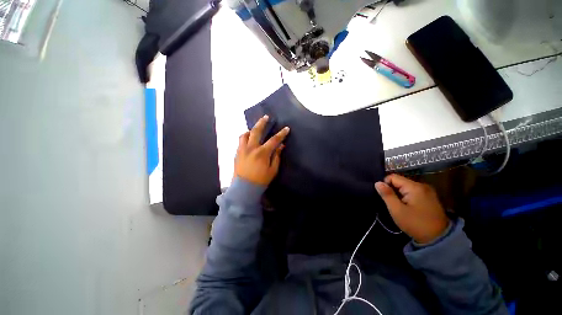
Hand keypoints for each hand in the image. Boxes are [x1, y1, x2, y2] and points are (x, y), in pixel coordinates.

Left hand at [234, 115, 289, 185]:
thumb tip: (281, 146)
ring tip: (255, 129)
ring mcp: (242, 150)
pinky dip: (245, 137)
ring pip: (245, 134)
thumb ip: (276, 156)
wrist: (244, 188)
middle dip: (262, 122)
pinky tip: (248, 139)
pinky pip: (240, 141)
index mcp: (262, 153)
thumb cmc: (261, 180)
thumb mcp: (272, 170)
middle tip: (266, 117)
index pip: (274, 140)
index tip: (286, 128)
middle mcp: (251, 148)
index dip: (281, 134)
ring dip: (251, 130)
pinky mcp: (237, 153)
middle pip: (256, 131)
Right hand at [375, 174, 448, 243]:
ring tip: (399, 206)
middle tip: (392, 203)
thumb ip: (387, 195)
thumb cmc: (415, 224)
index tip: (385, 197)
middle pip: (400, 181)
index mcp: (414, 187)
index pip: (393, 177)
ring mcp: (427, 191)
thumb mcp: (397, 210)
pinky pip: (413, 192)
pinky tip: (407, 207)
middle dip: (393, 190)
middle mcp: (422, 185)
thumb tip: (377, 183)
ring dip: (399, 194)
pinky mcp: (430, 197)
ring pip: (406, 187)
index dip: (385, 185)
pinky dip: (407, 197)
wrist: (439, 239)